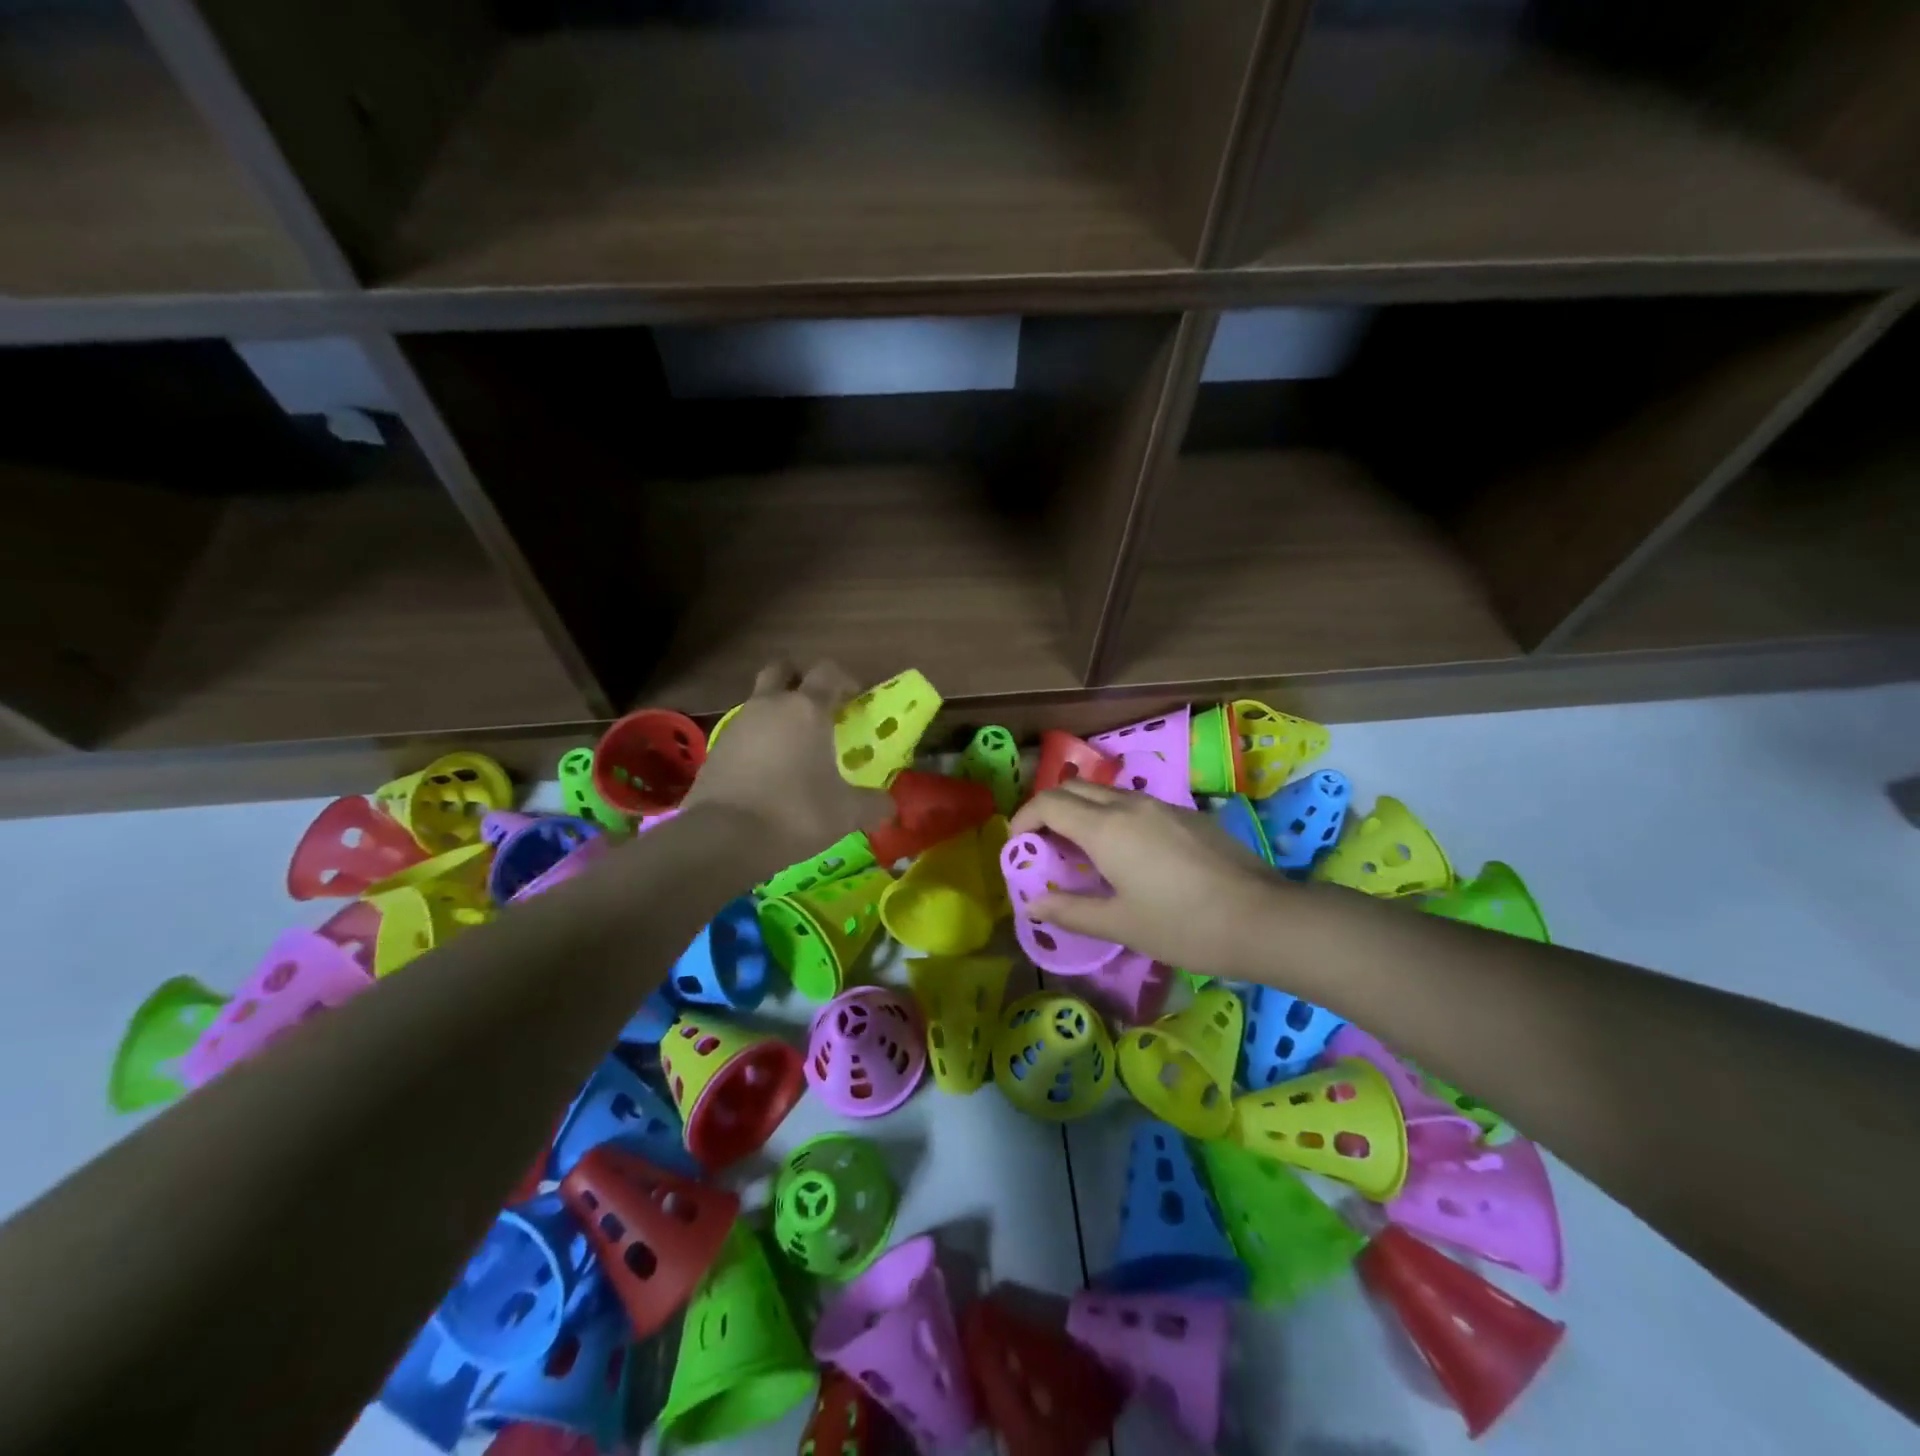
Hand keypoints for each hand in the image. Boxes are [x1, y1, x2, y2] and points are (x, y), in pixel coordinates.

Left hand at [680, 660, 890, 871]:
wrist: (724, 837)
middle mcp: (770, 705)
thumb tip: (890, 807)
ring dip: (776, 712)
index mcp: (807, 709)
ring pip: (759, 700)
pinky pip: (743, 731)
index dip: (844, 680)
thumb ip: (872, 804)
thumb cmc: (796, 812)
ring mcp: (738, 724)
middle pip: (783, 670)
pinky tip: (767, 771)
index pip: (828, 672)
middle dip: (800, 680)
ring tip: (794, 746)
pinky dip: (757, 740)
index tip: (855, 700)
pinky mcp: (716, 748)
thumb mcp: (846, 813)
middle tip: (817, 706)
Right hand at [1008, 781, 1290, 978]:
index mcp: (1106, 828)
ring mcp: (1162, 805)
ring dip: (1082, 811)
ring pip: (1107, 793)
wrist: (1263, 918)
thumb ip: (1071, 912)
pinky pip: (1135, 803)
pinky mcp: (1188, 814)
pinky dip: (1113, 816)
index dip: (1024, 819)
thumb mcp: (1121, 924)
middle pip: (1074, 788)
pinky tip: (1127, 853)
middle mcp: (1130, 804)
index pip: (1049, 803)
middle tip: (1044, 845)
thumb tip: (1033, 905)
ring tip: (1081, 850)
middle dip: (1049, 809)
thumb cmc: (1183, 925)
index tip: (1018, 846)